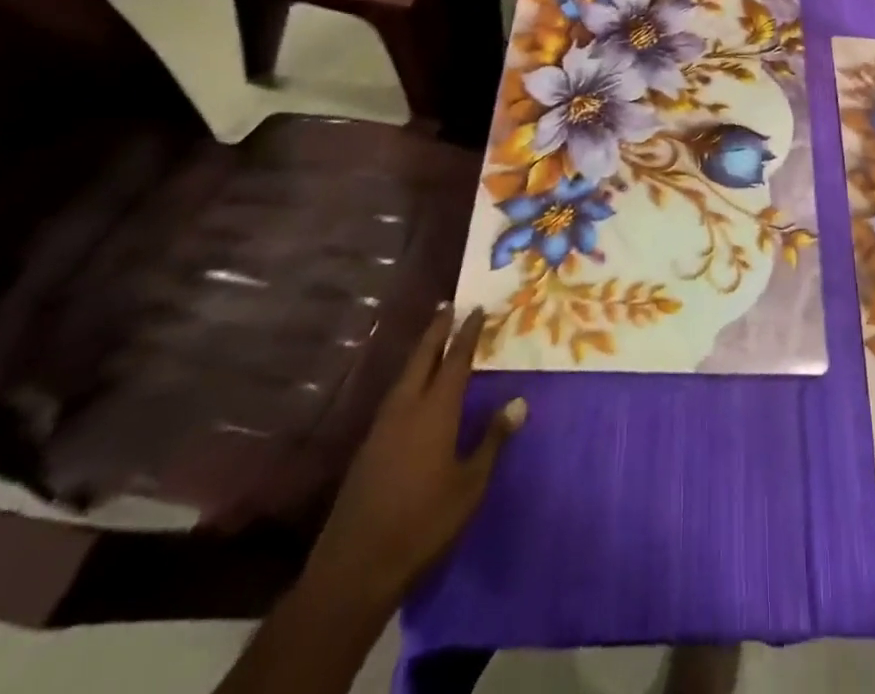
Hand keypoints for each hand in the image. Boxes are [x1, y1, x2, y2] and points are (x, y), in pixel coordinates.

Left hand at [300, 305, 524, 611]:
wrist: (355, 568)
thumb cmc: (424, 522)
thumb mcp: (470, 484)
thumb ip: (492, 439)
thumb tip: (518, 402)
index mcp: (435, 411)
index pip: (455, 360)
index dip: (467, 333)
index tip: (477, 308)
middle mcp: (406, 409)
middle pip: (421, 358)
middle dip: (436, 331)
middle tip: (448, 306)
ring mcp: (381, 428)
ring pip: (403, 377)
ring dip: (420, 353)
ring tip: (433, 339)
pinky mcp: (368, 449)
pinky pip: (393, 397)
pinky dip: (408, 379)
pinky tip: (412, 388)